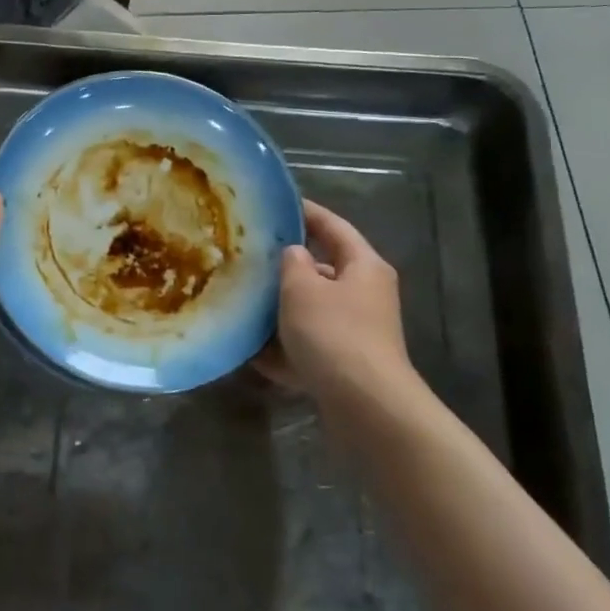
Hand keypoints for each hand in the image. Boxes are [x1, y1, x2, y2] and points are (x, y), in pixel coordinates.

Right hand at [261, 200, 415, 406]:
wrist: (365, 406)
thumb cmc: (334, 334)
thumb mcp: (302, 288)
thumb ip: (293, 263)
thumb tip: (294, 254)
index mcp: (364, 266)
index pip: (333, 227)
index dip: (306, 212)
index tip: (276, 204)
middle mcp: (366, 295)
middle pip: (323, 270)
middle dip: (287, 267)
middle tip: (249, 258)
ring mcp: (358, 332)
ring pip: (312, 310)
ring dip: (282, 309)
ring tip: (243, 304)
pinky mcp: (346, 365)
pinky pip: (309, 346)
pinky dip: (285, 348)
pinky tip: (253, 352)